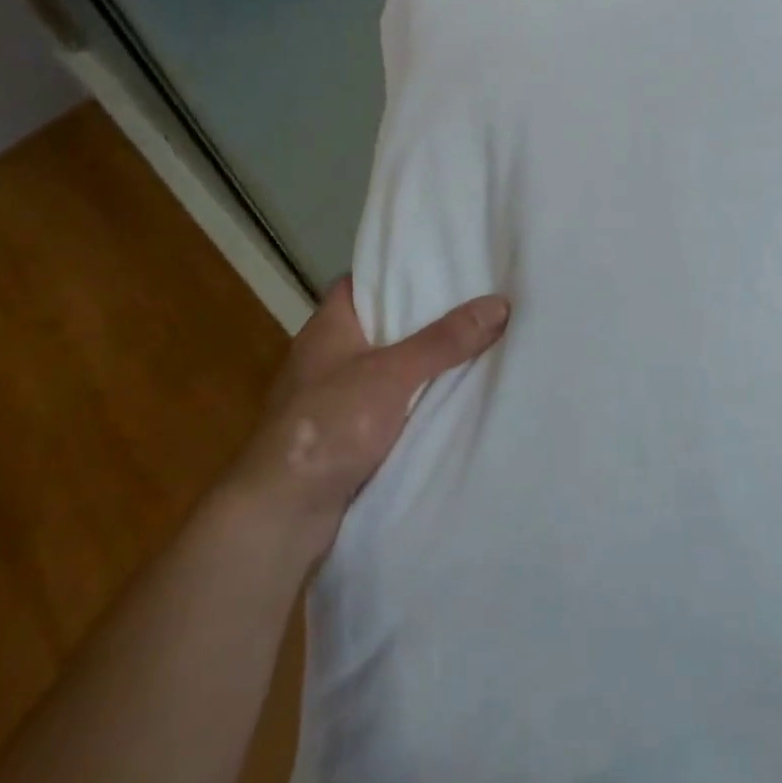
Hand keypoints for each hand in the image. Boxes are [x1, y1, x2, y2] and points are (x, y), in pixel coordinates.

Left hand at [232, 279, 509, 550]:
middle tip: (475, 304)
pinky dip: (415, 402)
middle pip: (383, 325)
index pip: (364, 282)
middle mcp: (328, 357)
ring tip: (477, 345)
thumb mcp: (392, 373)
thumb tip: (500, 303)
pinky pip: (389, 406)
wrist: (281, 515)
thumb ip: (444, 341)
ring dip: (423, 365)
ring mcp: (334, 399)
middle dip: (425, 319)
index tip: (443, 267)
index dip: (399, 272)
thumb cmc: (329, 425)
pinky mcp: (344, 436)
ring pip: (389, 369)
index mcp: (328, 327)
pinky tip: (451, 399)